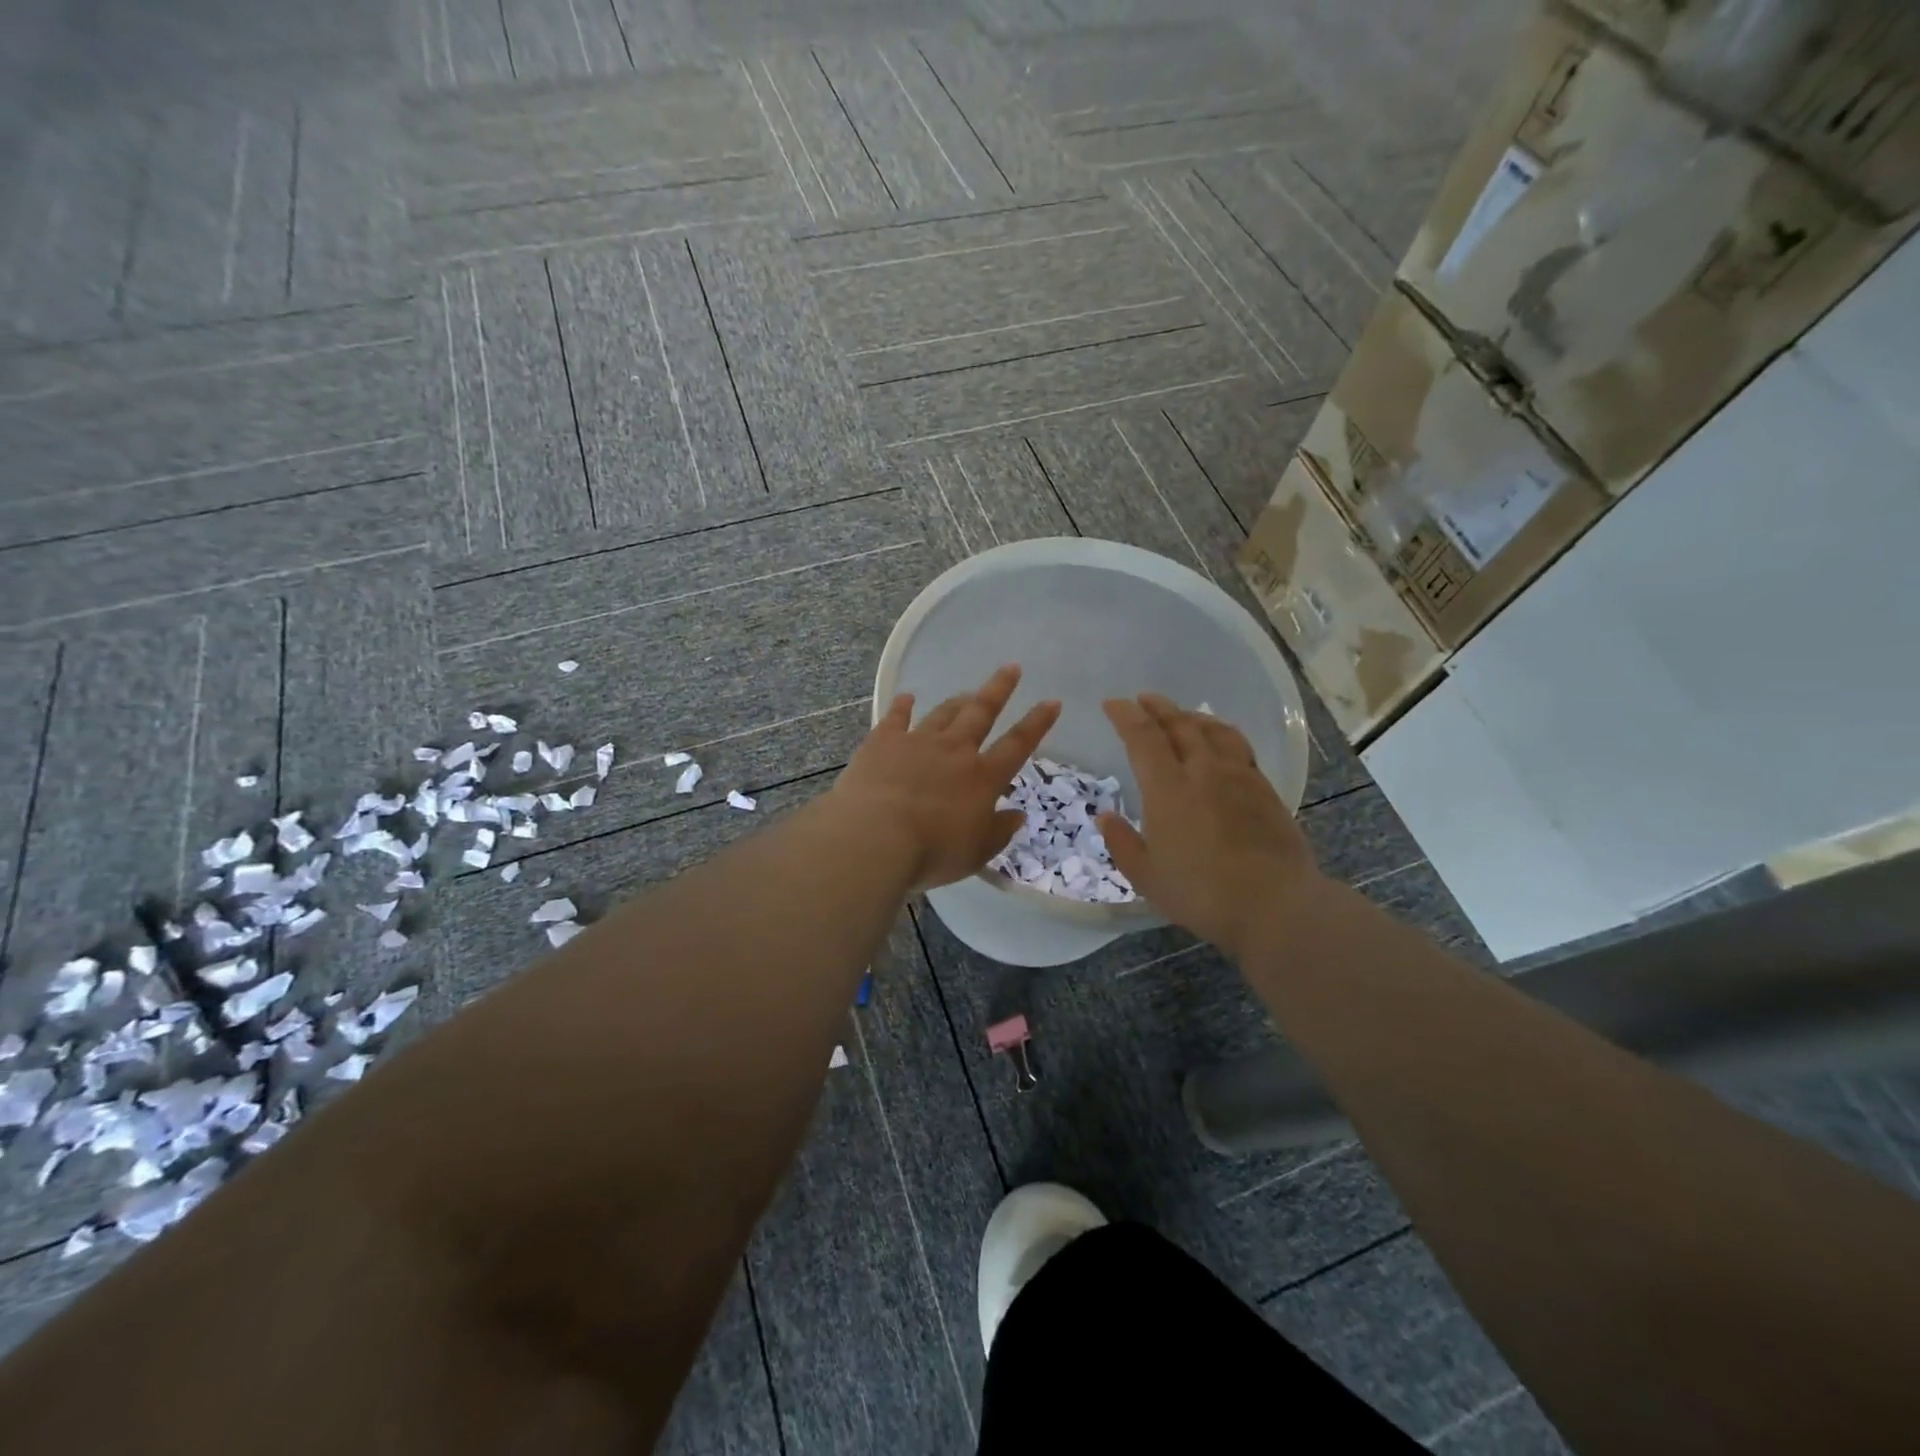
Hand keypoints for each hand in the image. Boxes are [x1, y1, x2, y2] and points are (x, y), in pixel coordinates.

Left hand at [832, 665, 1060, 890]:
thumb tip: (1018, 814)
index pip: (1018, 744)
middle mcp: (954, 750)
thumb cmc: (932, 851)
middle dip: (999, 689)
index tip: (1052, 701)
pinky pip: (896, 718)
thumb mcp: (976, 852)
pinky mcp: (883, 742)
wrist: (875, 837)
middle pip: (981, 712)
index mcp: (982, 777)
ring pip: (944, 713)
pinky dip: (903, 706)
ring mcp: (917, 741)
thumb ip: (999, 831)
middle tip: (1011, 668)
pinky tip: (907, 697)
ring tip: (967, 691)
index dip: (1037, 723)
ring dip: (957, 701)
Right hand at [1098, 694, 1321, 957]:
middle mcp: (1203, 771)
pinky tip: (1219, 742)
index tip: (1112, 704)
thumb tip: (1105, 815)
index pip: (1143, 736)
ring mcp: (1239, 776)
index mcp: (1168, 788)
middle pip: (1179, 724)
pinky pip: (1238, 746)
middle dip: (1157, 707)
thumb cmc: (1202, 894)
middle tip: (1143, 699)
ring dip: (1191, 716)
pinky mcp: (1264, 788)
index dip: (1125, 715)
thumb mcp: (1147, 877)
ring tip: (1181, 714)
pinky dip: (1220, 733)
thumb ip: (1122, 842)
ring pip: (1213, 730)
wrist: (1275, 905)